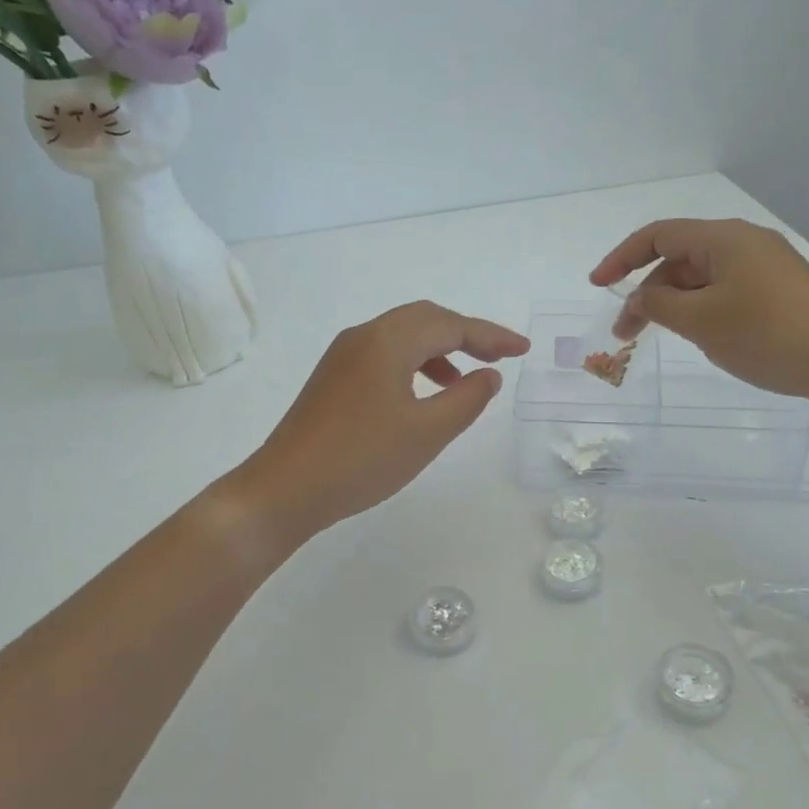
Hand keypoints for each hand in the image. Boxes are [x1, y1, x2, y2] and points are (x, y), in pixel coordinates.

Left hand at [237, 301, 529, 539]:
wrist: (285, 489)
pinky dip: (413, 364)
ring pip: (402, 337)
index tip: (523, 350)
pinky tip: (422, 395)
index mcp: (388, 341)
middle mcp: (364, 336)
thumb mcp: (428, 432)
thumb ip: (467, 399)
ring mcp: (342, 356)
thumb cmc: (363, 458)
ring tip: (464, 379)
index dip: (491, 336)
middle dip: (466, 334)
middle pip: (425, 319)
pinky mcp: (332, 378)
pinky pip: (384, 355)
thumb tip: (488, 375)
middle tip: (500, 356)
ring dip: (439, 349)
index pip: (451, 325)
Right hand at [590, 218, 808, 401]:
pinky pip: (724, 288)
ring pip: (702, 277)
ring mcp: (765, 264)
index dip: (621, 258)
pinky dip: (700, 307)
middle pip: (679, 258)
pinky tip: (698, 334)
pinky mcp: (779, 287)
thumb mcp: (700, 322)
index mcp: (723, 238)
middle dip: (647, 292)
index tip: (597, 285)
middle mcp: (744, 242)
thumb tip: (641, 299)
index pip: (658, 235)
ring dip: (673, 303)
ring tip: (661, 337)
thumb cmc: (765, 334)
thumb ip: (658, 305)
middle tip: (626, 333)